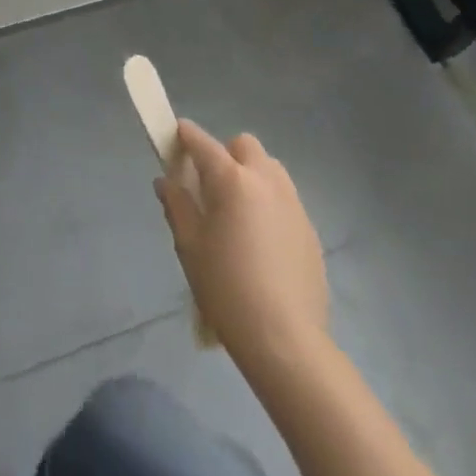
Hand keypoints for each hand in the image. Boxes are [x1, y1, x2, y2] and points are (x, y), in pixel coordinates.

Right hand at [154, 120, 329, 368]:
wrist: (285, 340)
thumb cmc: (227, 288)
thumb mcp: (189, 246)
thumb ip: (176, 205)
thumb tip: (166, 181)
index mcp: (232, 180)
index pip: (203, 143)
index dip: (185, 136)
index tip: (175, 137)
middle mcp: (265, 180)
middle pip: (244, 145)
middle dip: (225, 154)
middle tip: (211, 185)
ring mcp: (293, 203)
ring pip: (269, 168)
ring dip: (251, 174)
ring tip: (238, 211)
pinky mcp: (309, 229)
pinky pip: (285, 198)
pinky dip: (269, 203)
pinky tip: (261, 241)